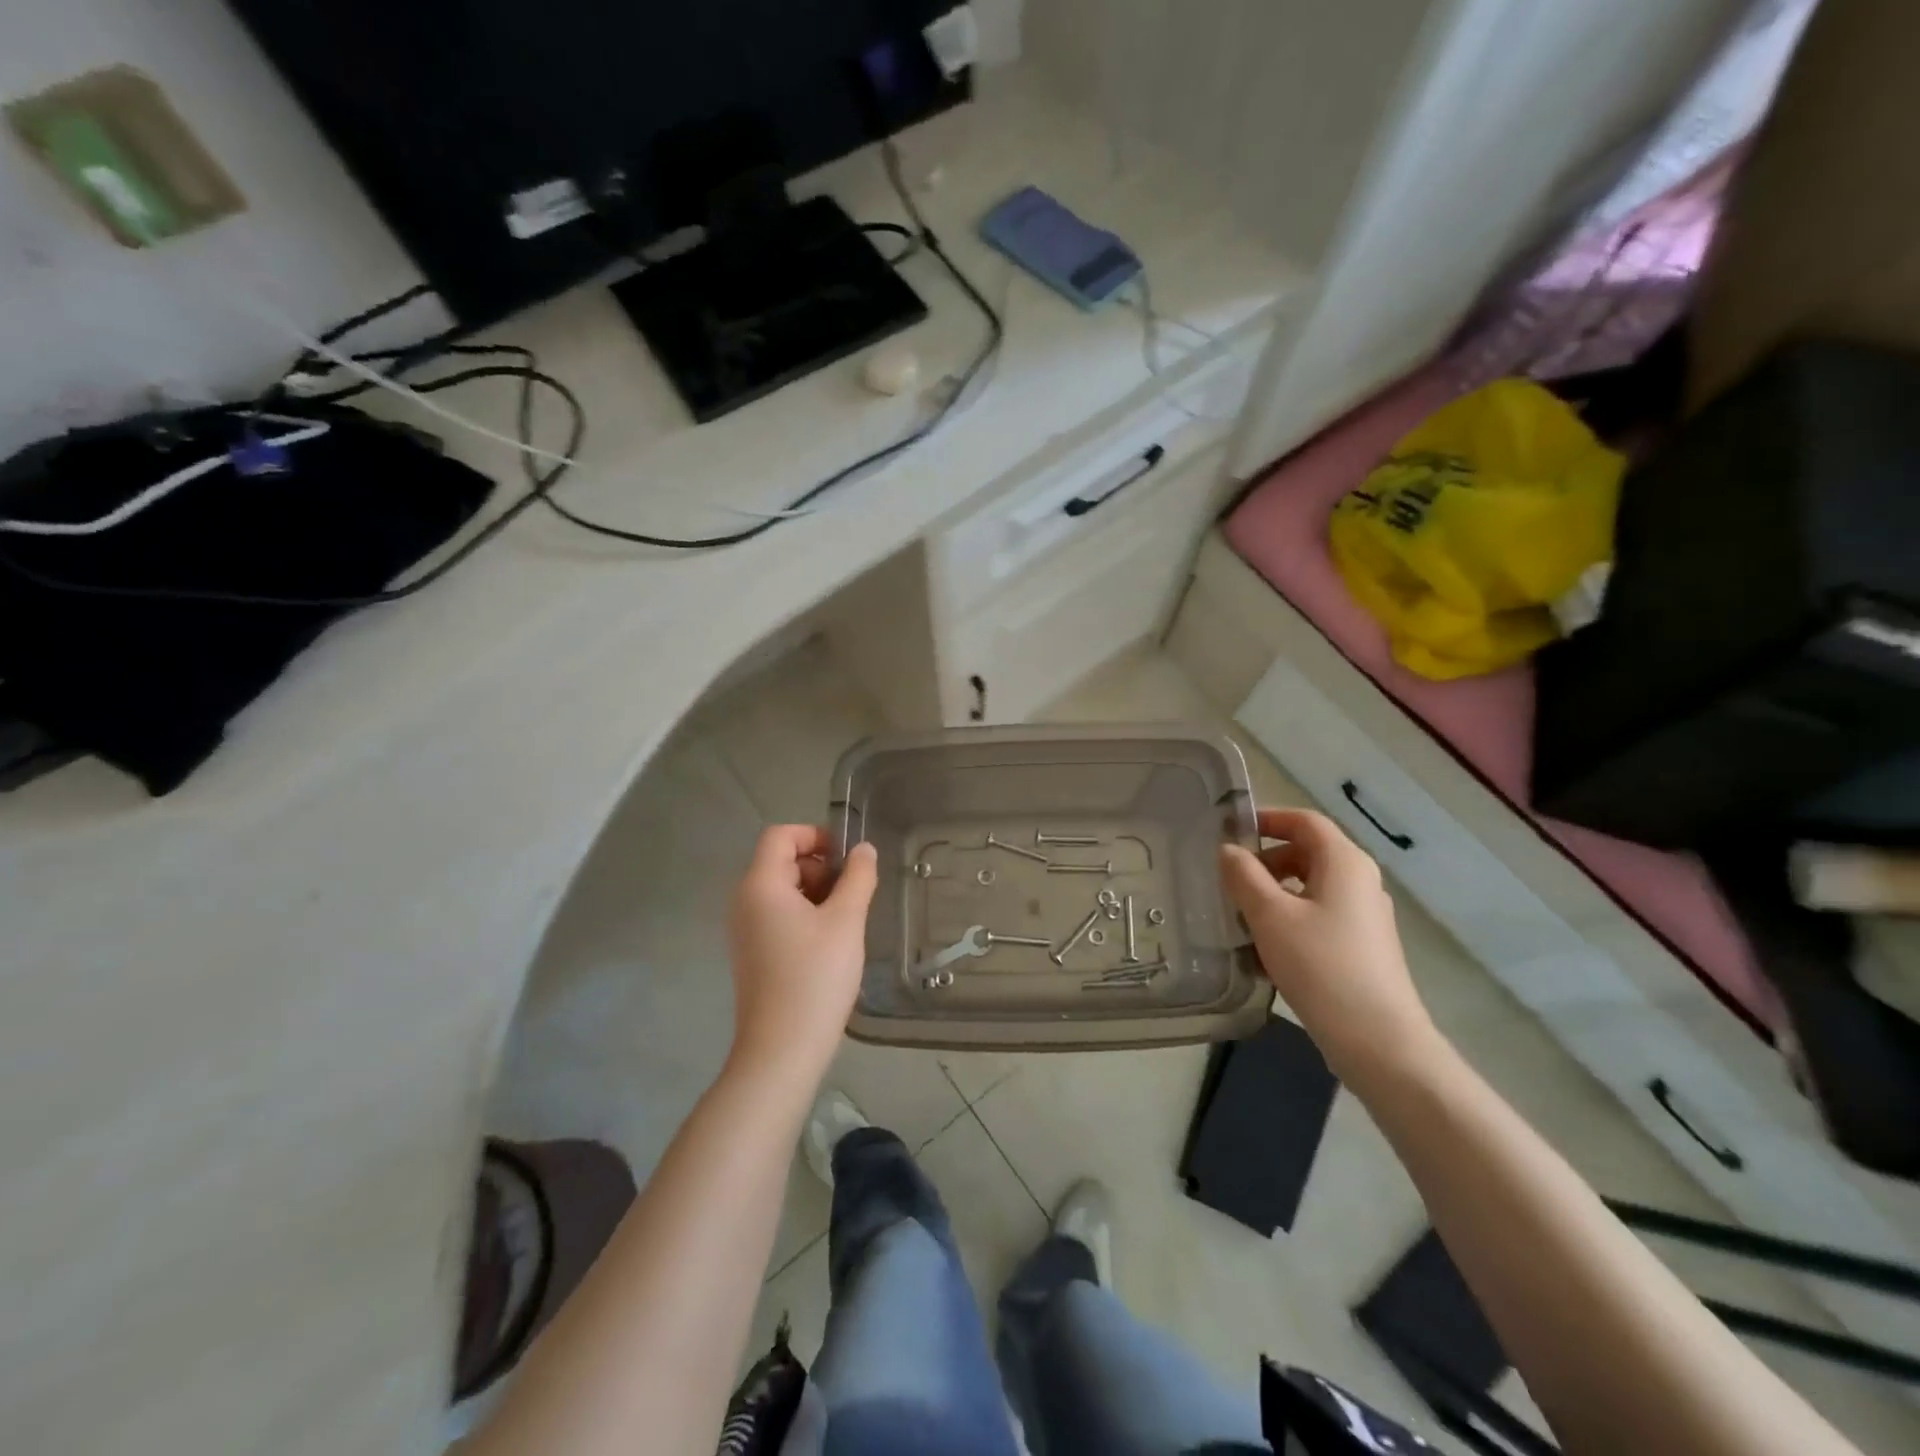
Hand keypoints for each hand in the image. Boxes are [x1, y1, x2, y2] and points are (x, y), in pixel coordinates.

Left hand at [727, 826, 877, 1082]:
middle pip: (781, 862)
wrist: (782, 1049)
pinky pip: (777, 918)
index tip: (847, 858)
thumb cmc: (815, 976)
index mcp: (760, 885)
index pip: (780, 835)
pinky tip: (831, 943)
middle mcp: (744, 902)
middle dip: (820, 867)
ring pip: (782, 892)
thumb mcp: (846, 921)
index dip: (815, 835)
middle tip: (853, 893)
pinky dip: (804, 916)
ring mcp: (745, 931)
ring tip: (847, 920)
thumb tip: (863, 850)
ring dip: (816, 893)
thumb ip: (858, 877)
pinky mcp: (752, 955)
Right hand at [1220, 808, 1439, 1082]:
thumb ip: (1244, 876)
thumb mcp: (1270, 915)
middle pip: (1308, 852)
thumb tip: (1228, 850)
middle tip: (1229, 878)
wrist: (1377, 1040)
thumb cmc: (1320, 965)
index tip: (1231, 830)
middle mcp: (1361, 881)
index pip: (1304, 820)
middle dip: (1266, 859)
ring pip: (1312, 886)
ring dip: (1274, 891)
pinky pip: (1320, 914)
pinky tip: (1266, 946)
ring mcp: (1365, 915)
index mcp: (1345, 862)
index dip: (1268, 818)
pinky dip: (1290, 916)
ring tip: (1241, 914)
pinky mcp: (1363, 945)